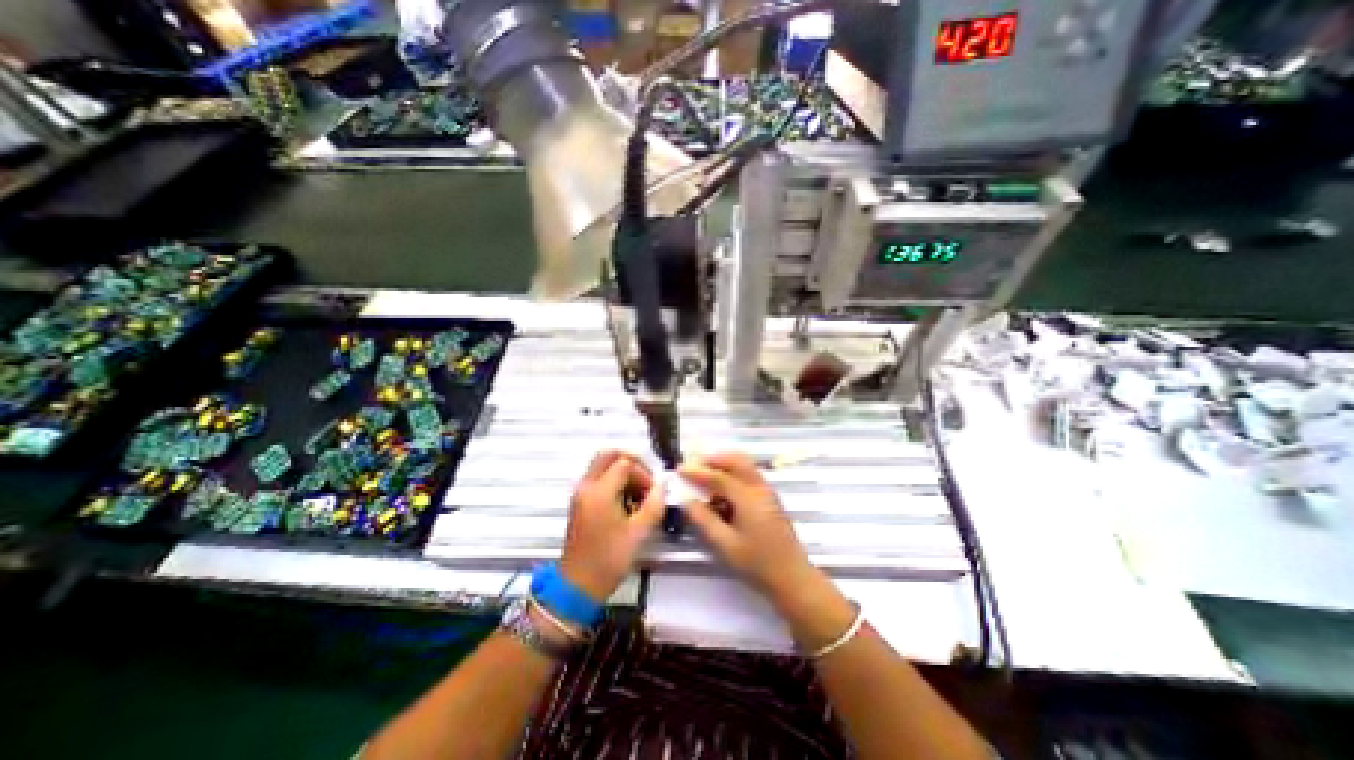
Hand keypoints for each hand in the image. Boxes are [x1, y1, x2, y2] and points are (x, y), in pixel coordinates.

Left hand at [562, 448, 665, 603]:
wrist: (577, 586)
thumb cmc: (608, 560)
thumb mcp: (638, 533)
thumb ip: (654, 505)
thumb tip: (663, 486)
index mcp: (599, 491)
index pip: (625, 464)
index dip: (644, 473)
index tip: (653, 492)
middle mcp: (586, 486)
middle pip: (608, 455)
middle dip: (631, 461)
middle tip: (646, 479)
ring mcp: (580, 493)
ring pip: (602, 465)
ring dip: (622, 470)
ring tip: (638, 493)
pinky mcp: (579, 502)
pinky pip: (597, 477)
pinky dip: (613, 480)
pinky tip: (626, 501)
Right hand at [677, 453, 813, 601]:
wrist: (792, 577)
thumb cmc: (757, 563)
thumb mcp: (725, 545)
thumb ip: (704, 520)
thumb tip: (686, 500)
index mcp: (748, 498)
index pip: (719, 476)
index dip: (698, 471)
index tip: (680, 469)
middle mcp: (760, 488)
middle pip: (736, 460)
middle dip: (714, 460)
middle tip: (694, 466)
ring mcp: (767, 491)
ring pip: (745, 465)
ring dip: (724, 465)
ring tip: (705, 477)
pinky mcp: (770, 498)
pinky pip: (749, 475)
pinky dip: (734, 473)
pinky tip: (722, 491)